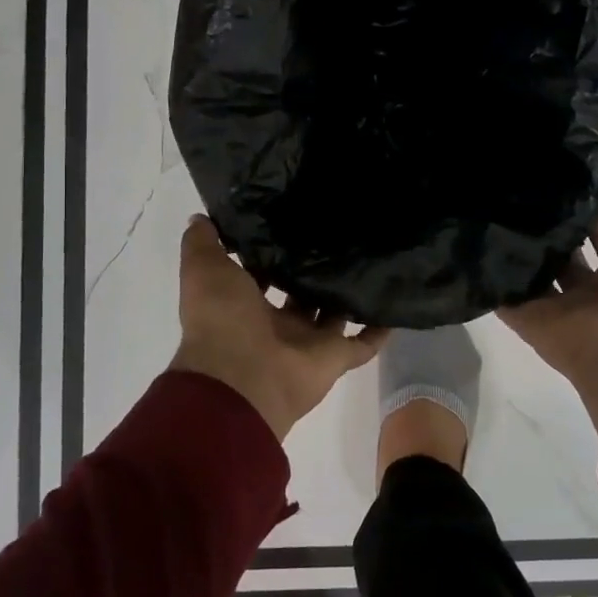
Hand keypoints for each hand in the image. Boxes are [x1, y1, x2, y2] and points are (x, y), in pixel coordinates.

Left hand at [170, 217, 388, 440]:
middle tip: (339, 233)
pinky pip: (362, 344)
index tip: (292, 221)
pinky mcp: (335, 358)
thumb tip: (202, 218)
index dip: (272, 252)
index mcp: (244, 305)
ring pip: (333, 314)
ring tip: (371, 257)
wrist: (243, 379)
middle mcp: (277, 325)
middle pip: (300, 294)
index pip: (260, 274)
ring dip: (347, 294)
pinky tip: (395, 303)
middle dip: (314, 270)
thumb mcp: (203, 270)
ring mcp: (308, 343)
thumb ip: (202, 243)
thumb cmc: (223, 319)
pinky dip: (379, 329)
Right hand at [499, 185, 597, 447]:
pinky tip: (477, 241)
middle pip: (565, 249)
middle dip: (551, 224)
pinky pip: (503, 295)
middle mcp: (590, 286)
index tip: (568, 181)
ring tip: (496, 207)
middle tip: (526, 190)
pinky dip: (490, 276)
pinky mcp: (527, 318)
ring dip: (519, 245)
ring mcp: (556, 304)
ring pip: (533, 269)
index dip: (592, 208)